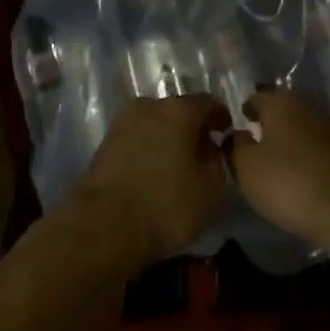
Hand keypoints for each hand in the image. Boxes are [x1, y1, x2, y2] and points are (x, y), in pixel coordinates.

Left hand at [74, 94, 230, 263]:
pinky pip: (138, 138)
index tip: (227, 135)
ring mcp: (123, 122)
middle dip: (193, 127)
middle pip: (180, 110)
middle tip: (203, 152)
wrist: (102, 227)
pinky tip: (155, 171)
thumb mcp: (211, 188)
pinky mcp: (105, 142)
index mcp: (179, 109)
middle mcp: (150, 105)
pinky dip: (150, 149)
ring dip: (169, 138)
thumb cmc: (166, 205)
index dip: (222, 118)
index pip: (210, 103)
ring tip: (178, 164)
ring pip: (156, 123)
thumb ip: (218, 160)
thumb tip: (211, 147)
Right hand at [231, 88, 329, 244]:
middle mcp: (307, 104)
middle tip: (255, 141)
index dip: (244, 111)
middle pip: (282, 106)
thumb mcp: (246, 167)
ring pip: (301, 122)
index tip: (237, 128)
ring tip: (277, 157)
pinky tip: (300, 168)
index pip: (256, 97)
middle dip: (269, 120)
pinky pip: (317, 141)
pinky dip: (306, 149)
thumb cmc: (287, 183)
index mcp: (281, 102)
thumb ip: (236, 144)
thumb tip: (237, 132)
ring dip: (289, 134)